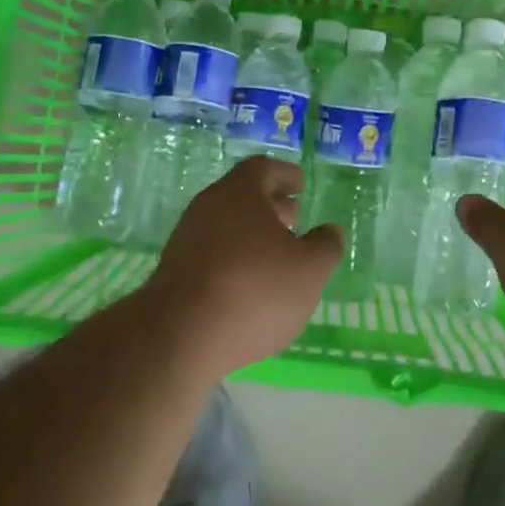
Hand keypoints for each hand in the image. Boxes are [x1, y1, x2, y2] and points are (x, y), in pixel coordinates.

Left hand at [141, 157, 342, 376]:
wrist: (180, 337)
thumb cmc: (255, 290)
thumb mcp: (310, 270)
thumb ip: (326, 246)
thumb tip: (329, 232)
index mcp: (239, 193)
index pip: (263, 168)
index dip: (285, 175)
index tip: (301, 185)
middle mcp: (207, 208)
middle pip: (242, 197)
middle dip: (271, 206)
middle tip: (295, 220)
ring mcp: (186, 242)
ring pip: (226, 228)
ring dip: (253, 237)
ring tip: (278, 258)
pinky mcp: (175, 275)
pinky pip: (213, 256)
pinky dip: (235, 262)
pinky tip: (251, 287)